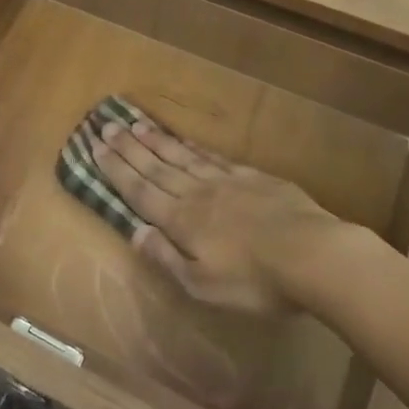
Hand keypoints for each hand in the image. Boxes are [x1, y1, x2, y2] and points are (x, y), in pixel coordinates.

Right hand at [86, 118, 356, 314]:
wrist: (314, 254)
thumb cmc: (256, 280)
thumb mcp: (204, 285)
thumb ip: (167, 257)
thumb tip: (136, 232)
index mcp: (181, 221)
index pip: (139, 190)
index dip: (115, 169)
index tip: (94, 147)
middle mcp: (196, 193)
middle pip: (155, 166)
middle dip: (127, 147)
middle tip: (106, 124)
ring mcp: (226, 181)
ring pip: (181, 156)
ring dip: (155, 140)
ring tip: (135, 123)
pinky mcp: (253, 177)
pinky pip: (213, 157)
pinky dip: (193, 146)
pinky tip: (184, 140)